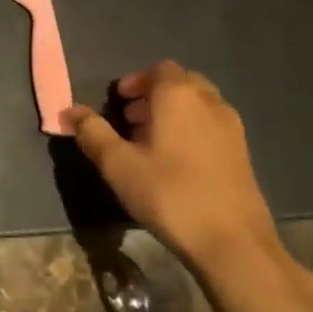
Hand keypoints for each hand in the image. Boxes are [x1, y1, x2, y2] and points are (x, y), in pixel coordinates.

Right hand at [62, 61, 279, 272]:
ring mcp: (231, 128)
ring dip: (173, 113)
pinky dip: (191, 130)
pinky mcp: (243, 153)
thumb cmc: (169, 194)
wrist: (232, 241)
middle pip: (181, 83)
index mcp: (178, 96)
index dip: (136, 81)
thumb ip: (92, 132)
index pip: (159, 69)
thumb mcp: (118, 164)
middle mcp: (209, 102)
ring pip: (199, 105)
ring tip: (150, 142)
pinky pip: (211, 126)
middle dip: (154, 95)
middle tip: (131, 120)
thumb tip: (69, 111)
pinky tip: (176, 162)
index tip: (118, 102)